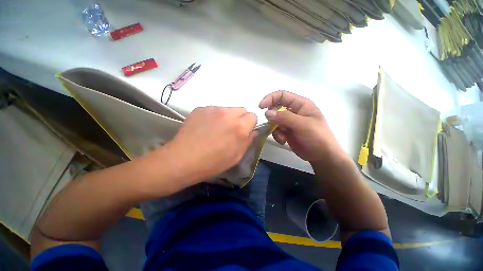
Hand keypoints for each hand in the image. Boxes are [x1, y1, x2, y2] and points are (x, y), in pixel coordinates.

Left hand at [166, 106, 256, 183]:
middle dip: (240, 119)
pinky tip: (205, 128)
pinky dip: (214, 117)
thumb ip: (248, 141)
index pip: (253, 116)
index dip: (250, 124)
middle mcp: (228, 113)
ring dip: (227, 117)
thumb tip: (253, 132)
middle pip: (242, 109)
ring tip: (217, 130)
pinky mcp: (200, 109)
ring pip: (228, 109)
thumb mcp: (236, 156)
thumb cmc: (213, 162)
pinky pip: (214, 110)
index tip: (244, 132)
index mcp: (239, 126)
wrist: (183, 159)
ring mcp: (213, 109)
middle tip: (231, 130)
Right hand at [259, 91, 343, 163]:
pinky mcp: (286, 132)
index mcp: (300, 104)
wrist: (322, 156)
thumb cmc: (317, 137)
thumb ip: (285, 117)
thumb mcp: (303, 125)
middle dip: (272, 117)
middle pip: (276, 108)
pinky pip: (276, 130)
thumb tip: (267, 113)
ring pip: (274, 120)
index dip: (270, 98)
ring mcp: (289, 122)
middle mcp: (293, 111)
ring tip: (282, 137)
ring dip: (275, 129)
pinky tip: (283, 141)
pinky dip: (277, 135)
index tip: (261, 107)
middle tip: (274, 126)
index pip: (282, 95)